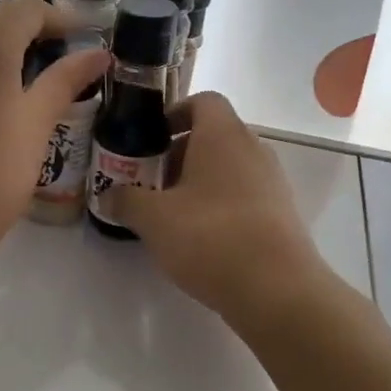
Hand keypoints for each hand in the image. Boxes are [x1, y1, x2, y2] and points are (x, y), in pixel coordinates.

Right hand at [116, 92, 331, 317]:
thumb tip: (108, 194)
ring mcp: (272, 181)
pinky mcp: (282, 213)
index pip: (203, 101)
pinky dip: (221, 204)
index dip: (174, 113)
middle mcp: (253, 148)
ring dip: (199, 181)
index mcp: (223, 135)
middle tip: (151, 182)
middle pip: (214, 135)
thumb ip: (126, 199)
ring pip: (229, 167)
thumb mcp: (153, 218)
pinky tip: (201, 238)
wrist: (277, 289)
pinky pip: (245, 194)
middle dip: (179, 154)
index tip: (150, 139)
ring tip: (172, 213)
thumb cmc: (210, 237)